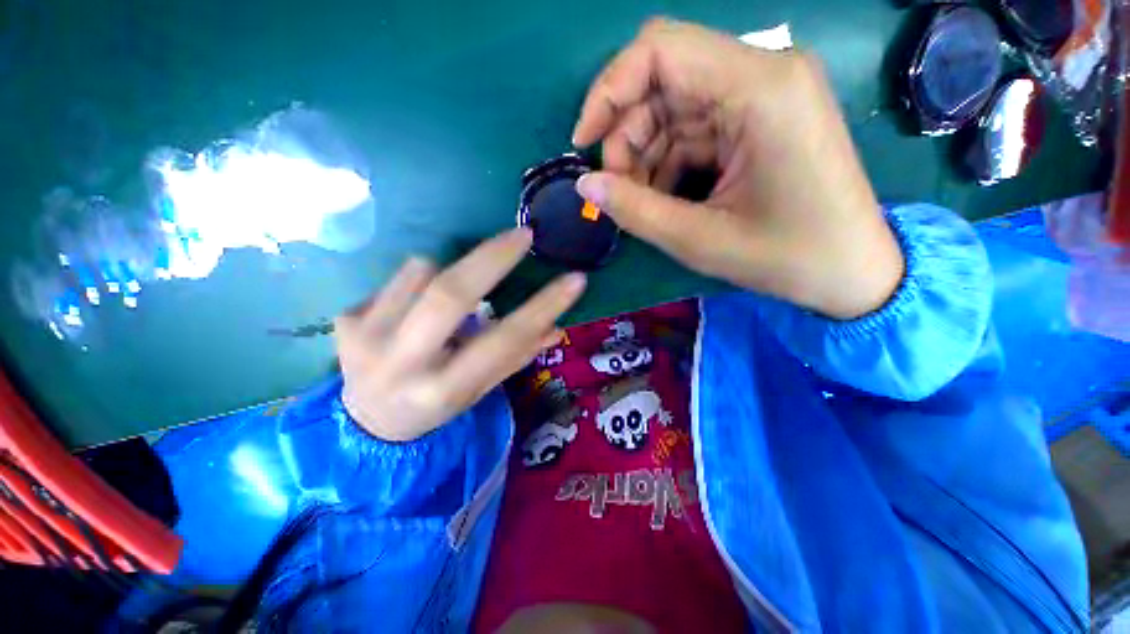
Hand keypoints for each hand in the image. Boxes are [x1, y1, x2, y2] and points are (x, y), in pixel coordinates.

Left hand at [335, 228, 585, 441]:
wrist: (365, 422)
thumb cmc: (434, 406)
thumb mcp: (480, 390)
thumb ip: (516, 357)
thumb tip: (555, 327)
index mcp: (444, 389)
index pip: (504, 340)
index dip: (543, 307)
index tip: (574, 279)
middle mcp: (402, 364)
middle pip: (451, 294)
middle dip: (493, 257)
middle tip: (523, 234)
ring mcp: (364, 338)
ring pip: (423, 272)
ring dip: (449, 274)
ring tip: (449, 301)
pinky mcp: (345, 320)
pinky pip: (399, 277)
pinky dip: (419, 282)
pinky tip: (412, 309)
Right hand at [572, 18, 903, 319]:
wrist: (851, 270)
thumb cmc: (786, 257)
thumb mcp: (699, 240)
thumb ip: (635, 210)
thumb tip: (585, 186)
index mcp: (761, 88)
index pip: (660, 50)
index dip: (608, 91)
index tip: (583, 142)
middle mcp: (764, 73)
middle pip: (663, 80)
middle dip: (626, 135)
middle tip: (616, 190)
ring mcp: (763, 95)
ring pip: (673, 107)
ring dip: (644, 154)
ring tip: (641, 201)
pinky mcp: (758, 119)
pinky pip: (693, 127)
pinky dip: (667, 160)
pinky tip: (664, 196)